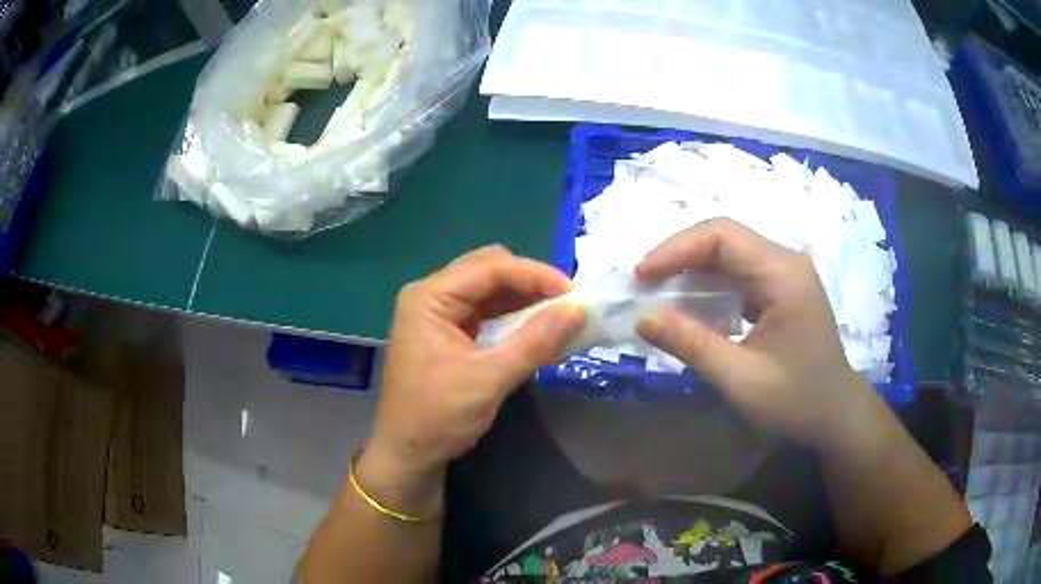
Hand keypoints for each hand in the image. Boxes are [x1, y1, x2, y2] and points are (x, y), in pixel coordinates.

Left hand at [359, 246, 584, 507]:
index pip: (489, 267)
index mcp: (429, 297)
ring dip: (524, 300)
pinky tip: (536, 329)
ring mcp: (437, 314)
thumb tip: (577, 309)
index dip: (535, 275)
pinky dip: (513, 318)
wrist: (409, 455)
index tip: (574, 294)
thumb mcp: (490, 379)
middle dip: (530, 283)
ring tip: (559, 315)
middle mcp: (430, 296)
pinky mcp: (447, 332)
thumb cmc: (439, 417)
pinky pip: (486, 312)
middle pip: (488, 270)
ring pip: (489, 290)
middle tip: (567, 304)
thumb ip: (534, 342)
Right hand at [635, 219, 875, 446]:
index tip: (642, 276)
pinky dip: (711, 283)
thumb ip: (693, 345)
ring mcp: (787, 272)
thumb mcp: (741, 379)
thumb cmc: (796, 400)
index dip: (676, 249)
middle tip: (645, 285)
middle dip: (680, 256)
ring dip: (693, 269)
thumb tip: (644, 318)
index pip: (722, 236)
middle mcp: (787, 261)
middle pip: (725, 238)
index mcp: (783, 275)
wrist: (836, 413)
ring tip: (661, 294)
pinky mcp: (783, 287)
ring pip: (730, 252)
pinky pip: (740, 271)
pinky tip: (694, 306)